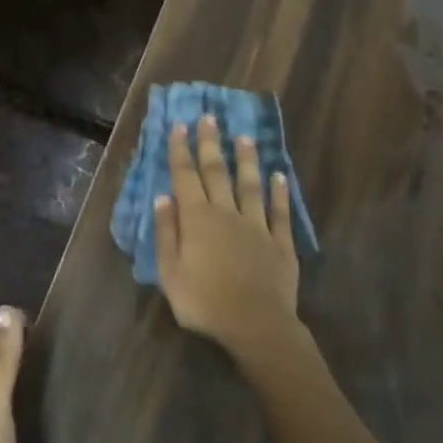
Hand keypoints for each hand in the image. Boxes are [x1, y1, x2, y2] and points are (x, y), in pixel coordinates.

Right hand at [155, 116, 301, 363]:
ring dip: (246, 160)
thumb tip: (162, 197)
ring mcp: (256, 226)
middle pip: (217, 172)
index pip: (185, 176)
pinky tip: (280, 176)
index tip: (179, 126)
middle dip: (211, 143)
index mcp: (197, 219)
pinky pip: (279, 212)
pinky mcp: (280, 242)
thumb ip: (165, 233)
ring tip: (244, 137)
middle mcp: (226, 213)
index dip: (181, 150)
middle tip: (209, 117)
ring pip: (250, 185)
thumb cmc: (204, 301)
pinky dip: (279, 192)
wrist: (256, 325)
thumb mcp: (170, 272)